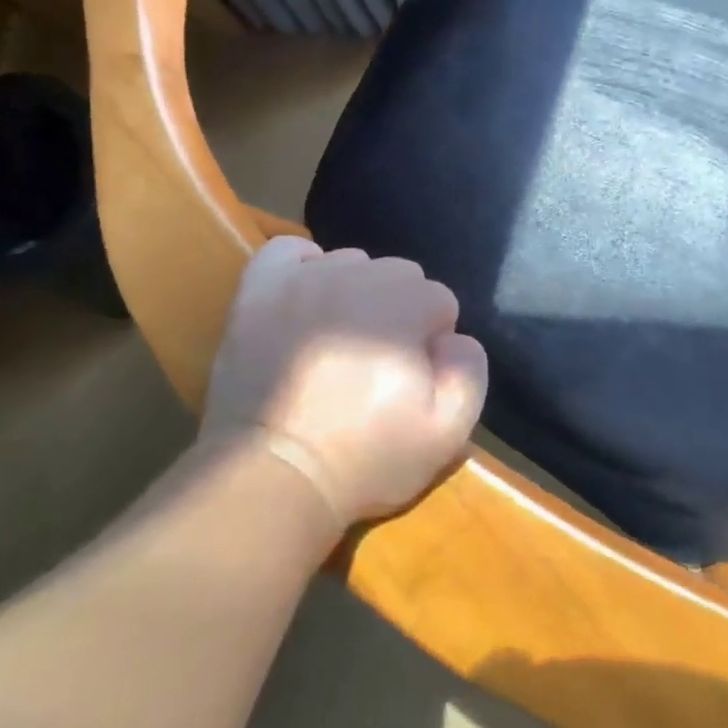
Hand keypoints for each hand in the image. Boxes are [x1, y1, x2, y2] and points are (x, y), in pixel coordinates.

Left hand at [200, 237, 487, 527]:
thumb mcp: (447, 432)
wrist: (272, 476)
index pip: (440, 300)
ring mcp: (302, 279)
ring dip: (356, 293)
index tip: (414, 378)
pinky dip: (304, 268)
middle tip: (379, 363)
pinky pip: (288, 251)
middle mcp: (356, 277)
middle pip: (399, 274)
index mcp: (404, 306)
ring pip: (351, 263)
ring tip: (340, 341)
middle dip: (400, 312)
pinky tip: (308, 301)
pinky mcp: (258, 291)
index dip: (433, 341)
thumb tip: (455, 338)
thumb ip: (469, 371)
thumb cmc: (364, 458)